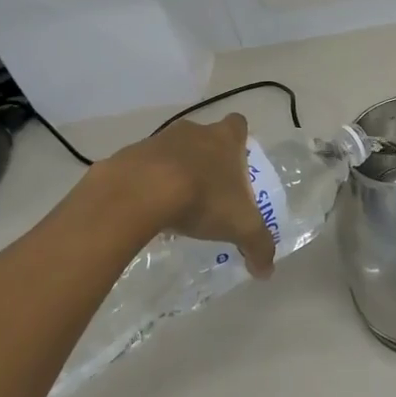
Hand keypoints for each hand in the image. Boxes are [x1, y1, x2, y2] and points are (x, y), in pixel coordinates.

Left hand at [107, 115, 276, 276]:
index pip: (238, 125)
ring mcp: (158, 140)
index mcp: (224, 139)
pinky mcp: (128, 156)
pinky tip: (147, 210)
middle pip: (204, 137)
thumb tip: (267, 272)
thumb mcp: (240, 226)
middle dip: (206, 159)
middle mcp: (194, 131)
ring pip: (172, 151)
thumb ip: (258, 245)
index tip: (236, 161)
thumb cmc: (202, 198)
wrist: (140, 192)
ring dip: (175, 171)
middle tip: (209, 189)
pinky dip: (146, 183)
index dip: (239, 140)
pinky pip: (142, 168)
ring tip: (176, 205)